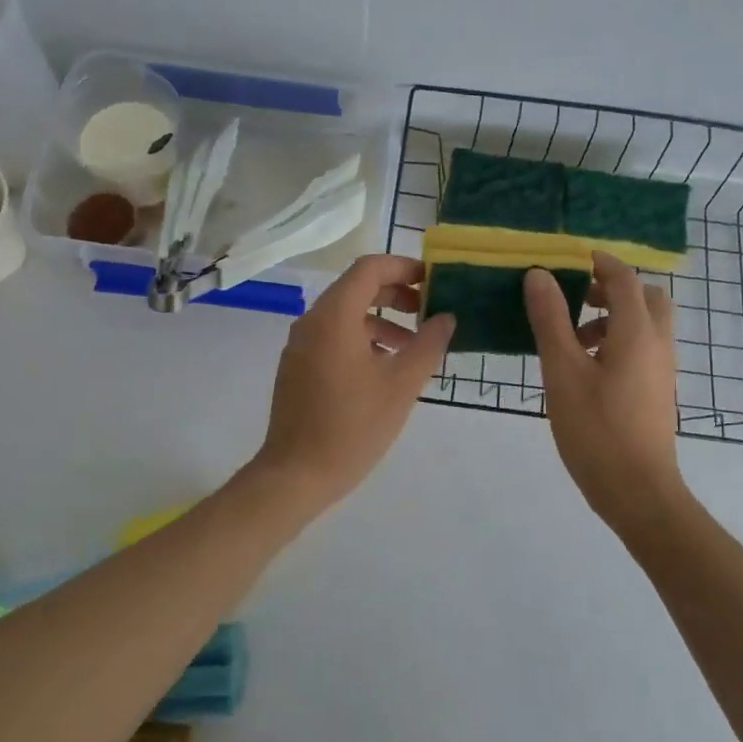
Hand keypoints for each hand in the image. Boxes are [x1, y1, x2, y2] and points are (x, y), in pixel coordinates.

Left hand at [251, 254, 454, 510]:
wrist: (296, 474)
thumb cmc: (354, 426)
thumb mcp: (402, 385)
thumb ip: (428, 344)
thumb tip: (446, 318)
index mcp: (334, 316)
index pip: (369, 268)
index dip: (403, 267)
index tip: (432, 281)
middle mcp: (312, 321)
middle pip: (356, 288)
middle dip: (395, 294)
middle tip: (428, 312)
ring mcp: (300, 345)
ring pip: (345, 315)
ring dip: (381, 320)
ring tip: (412, 347)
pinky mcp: (297, 367)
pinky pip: (332, 337)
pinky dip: (361, 339)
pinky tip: (384, 368)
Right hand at [524, 252, 684, 528]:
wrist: (638, 491)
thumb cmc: (596, 429)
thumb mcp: (562, 371)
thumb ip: (551, 320)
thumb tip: (539, 275)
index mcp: (637, 331)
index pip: (623, 277)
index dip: (598, 262)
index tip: (568, 259)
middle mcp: (658, 342)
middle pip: (646, 296)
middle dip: (612, 288)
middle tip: (576, 298)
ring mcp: (662, 368)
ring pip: (646, 323)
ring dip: (614, 316)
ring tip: (574, 339)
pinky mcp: (658, 389)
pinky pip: (644, 347)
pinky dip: (620, 340)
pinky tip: (587, 368)